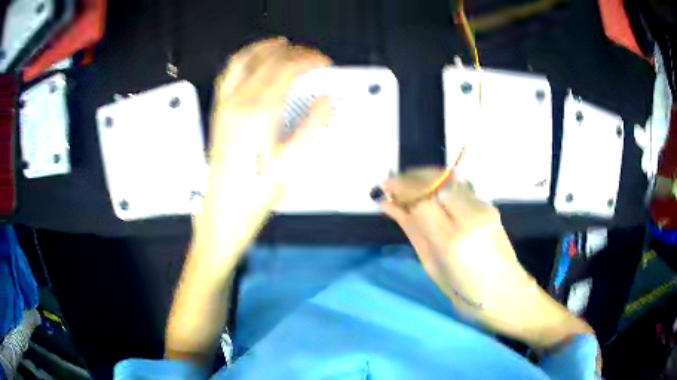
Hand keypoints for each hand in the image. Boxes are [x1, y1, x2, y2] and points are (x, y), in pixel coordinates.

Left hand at [195, 37, 332, 262]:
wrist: (222, 211)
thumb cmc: (257, 193)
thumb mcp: (292, 163)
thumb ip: (313, 125)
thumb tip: (328, 98)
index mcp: (259, 112)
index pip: (287, 69)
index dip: (310, 60)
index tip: (326, 63)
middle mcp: (238, 100)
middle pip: (269, 59)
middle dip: (295, 52)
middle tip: (314, 58)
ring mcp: (224, 103)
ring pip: (244, 59)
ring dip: (266, 47)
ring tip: (285, 44)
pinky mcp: (218, 110)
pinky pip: (229, 72)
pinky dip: (244, 58)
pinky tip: (256, 60)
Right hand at [379, 167, 595, 351]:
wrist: (504, 292)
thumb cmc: (462, 289)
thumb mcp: (431, 263)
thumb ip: (412, 229)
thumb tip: (389, 205)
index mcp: (452, 239)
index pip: (422, 197)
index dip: (400, 187)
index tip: (384, 186)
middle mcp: (470, 216)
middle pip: (436, 180)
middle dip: (412, 177)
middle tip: (394, 183)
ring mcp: (483, 208)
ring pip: (449, 179)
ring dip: (425, 179)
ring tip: (409, 188)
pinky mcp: (489, 206)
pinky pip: (460, 188)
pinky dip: (440, 186)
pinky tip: (431, 195)